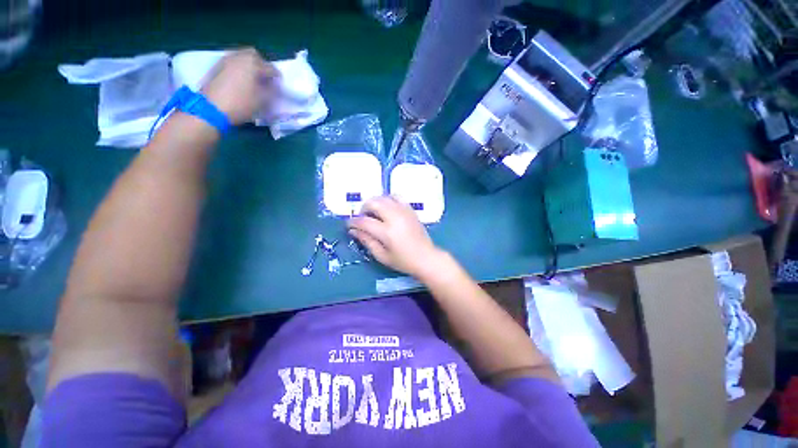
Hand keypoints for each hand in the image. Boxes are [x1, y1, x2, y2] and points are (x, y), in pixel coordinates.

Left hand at [201, 48, 278, 125]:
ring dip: (250, 66)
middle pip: (254, 55)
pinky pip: (233, 62)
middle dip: (262, 65)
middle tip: (266, 79)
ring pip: (242, 57)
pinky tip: (243, 81)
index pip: (271, 68)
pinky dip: (241, 68)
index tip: (279, 87)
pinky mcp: (218, 66)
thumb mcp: (262, 100)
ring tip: (254, 80)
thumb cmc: (241, 103)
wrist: (211, 108)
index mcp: (252, 63)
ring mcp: (226, 60)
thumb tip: (276, 85)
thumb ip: (272, 90)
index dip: (277, 78)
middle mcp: (239, 56)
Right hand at [348, 196, 443, 278]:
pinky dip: (388, 199)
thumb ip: (367, 241)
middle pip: (374, 203)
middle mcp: (395, 217)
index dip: (353, 222)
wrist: (426, 257)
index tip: (349, 225)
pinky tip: (386, 208)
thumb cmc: (403, 261)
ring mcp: (404, 211)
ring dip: (375, 202)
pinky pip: (397, 197)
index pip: (364, 221)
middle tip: (362, 218)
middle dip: (363, 208)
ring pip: (384, 197)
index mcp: (387, 232)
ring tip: (373, 213)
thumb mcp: (382, 256)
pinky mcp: (410, 210)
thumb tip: (353, 231)